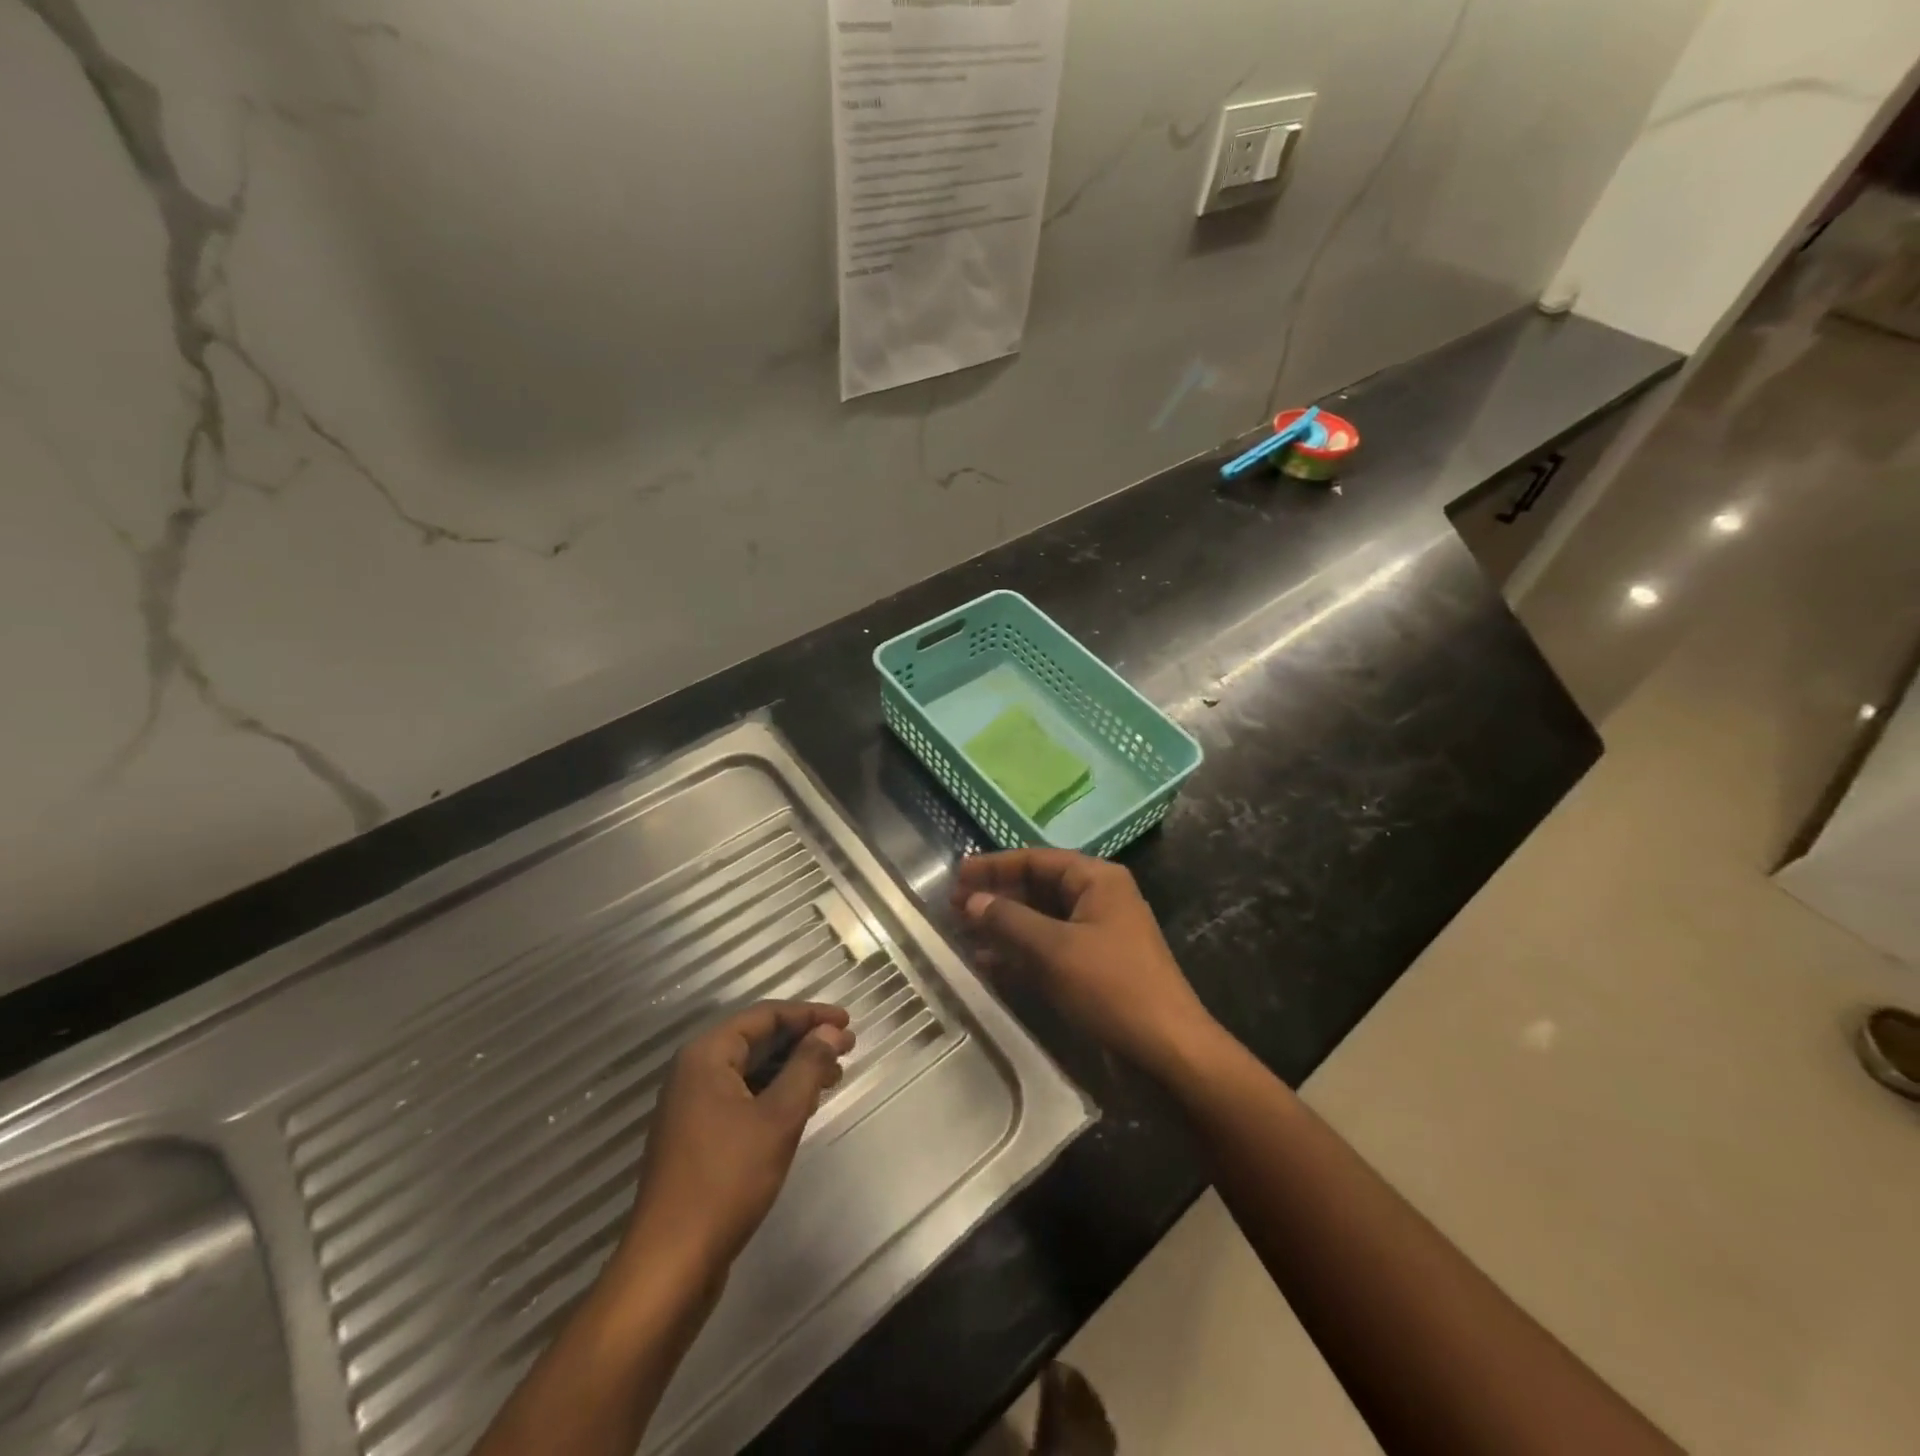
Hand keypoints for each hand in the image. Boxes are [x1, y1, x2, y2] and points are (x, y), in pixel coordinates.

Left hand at [619, 1002, 853, 1282]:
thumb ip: (807, 1066)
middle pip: (758, 1039)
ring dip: (793, 1069)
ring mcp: (692, 1106)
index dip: (810, 1014)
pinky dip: (775, 1094)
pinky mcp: (696, 1137)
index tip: (848, 1023)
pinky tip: (802, 1108)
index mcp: (707, 1055)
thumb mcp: (778, 1117)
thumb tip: (830, 1031)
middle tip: (846, 1050)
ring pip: (751, 1070)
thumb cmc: (726, 1180)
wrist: (670, 1264)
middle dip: (804, 1041)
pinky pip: (742, 1096)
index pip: (765, 1015)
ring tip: (832, 1078)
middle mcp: (694, 1071)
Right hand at [953, 850, 1221, 1079]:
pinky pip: (1049, 949)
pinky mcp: (1094, 968)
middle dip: (996, 896)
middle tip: (953, 906)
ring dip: (1004, 926)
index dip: (994, 866)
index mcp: (1097, 880)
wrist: (1168, 1051)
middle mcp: (1098, 899)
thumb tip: (972, 900)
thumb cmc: (1111, 987)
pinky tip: (987, 964)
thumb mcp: (1054, 949)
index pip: (1036, 860)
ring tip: (962, 933)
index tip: (957, 874)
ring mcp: (1097, 934)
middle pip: (1037, 887)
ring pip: (1040, 920)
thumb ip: (1008, 920)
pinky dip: (1020, 953)